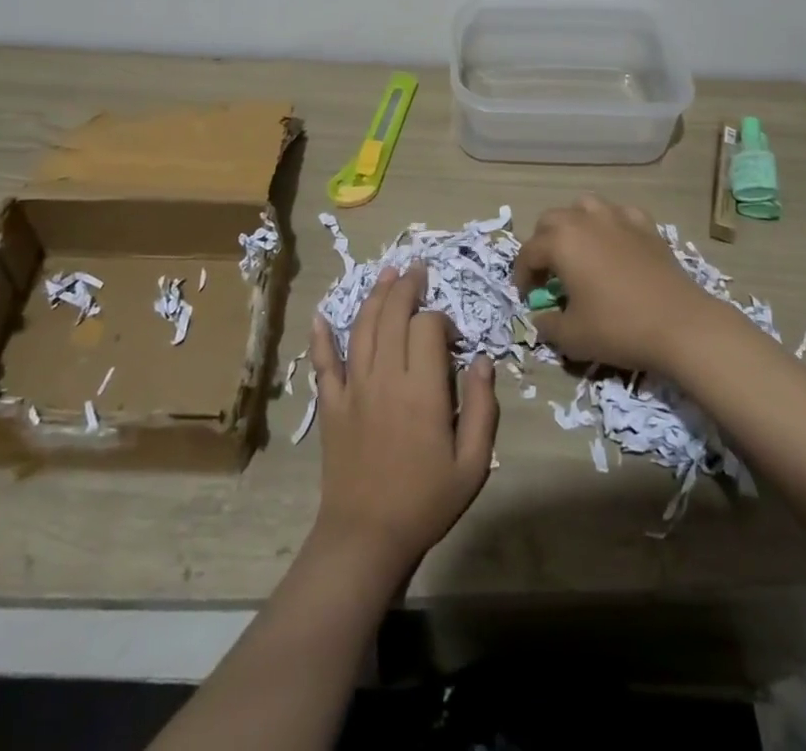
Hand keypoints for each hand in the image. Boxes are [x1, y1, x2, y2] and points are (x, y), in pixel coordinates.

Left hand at [308, 267, 498, 574]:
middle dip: (407, 287)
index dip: (442, 320)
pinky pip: (323, 362)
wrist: (366, 536)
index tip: (452, 336)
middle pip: (392, 315)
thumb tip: (483, 361)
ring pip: (361, 327)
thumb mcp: (473, 463)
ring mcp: (353, 387)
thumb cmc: (426, 500)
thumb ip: (484, 408)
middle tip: (417, 270)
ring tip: (386, 273)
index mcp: (422, 390)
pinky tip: (322, 315)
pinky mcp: (331, 403)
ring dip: (374, 296)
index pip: (428, 328)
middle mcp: (385, 377)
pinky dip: (321, 336)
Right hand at [514, 194, 723, 373]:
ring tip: (578, 250)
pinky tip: (615, 243)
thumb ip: (548, 326)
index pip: (528, 252)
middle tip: (548, 273)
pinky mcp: (646, 226)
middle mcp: (585, 220)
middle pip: (551, 220)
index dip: (522, 275)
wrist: (681, 325)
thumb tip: (541, 319)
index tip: (527, 297)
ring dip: (574, 224)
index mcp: (561, 242)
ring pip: (584, 206)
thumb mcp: (572, 337)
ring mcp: (618, 218)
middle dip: (543, 244)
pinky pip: (619, 214)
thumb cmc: (619, 328)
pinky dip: (611, 224)